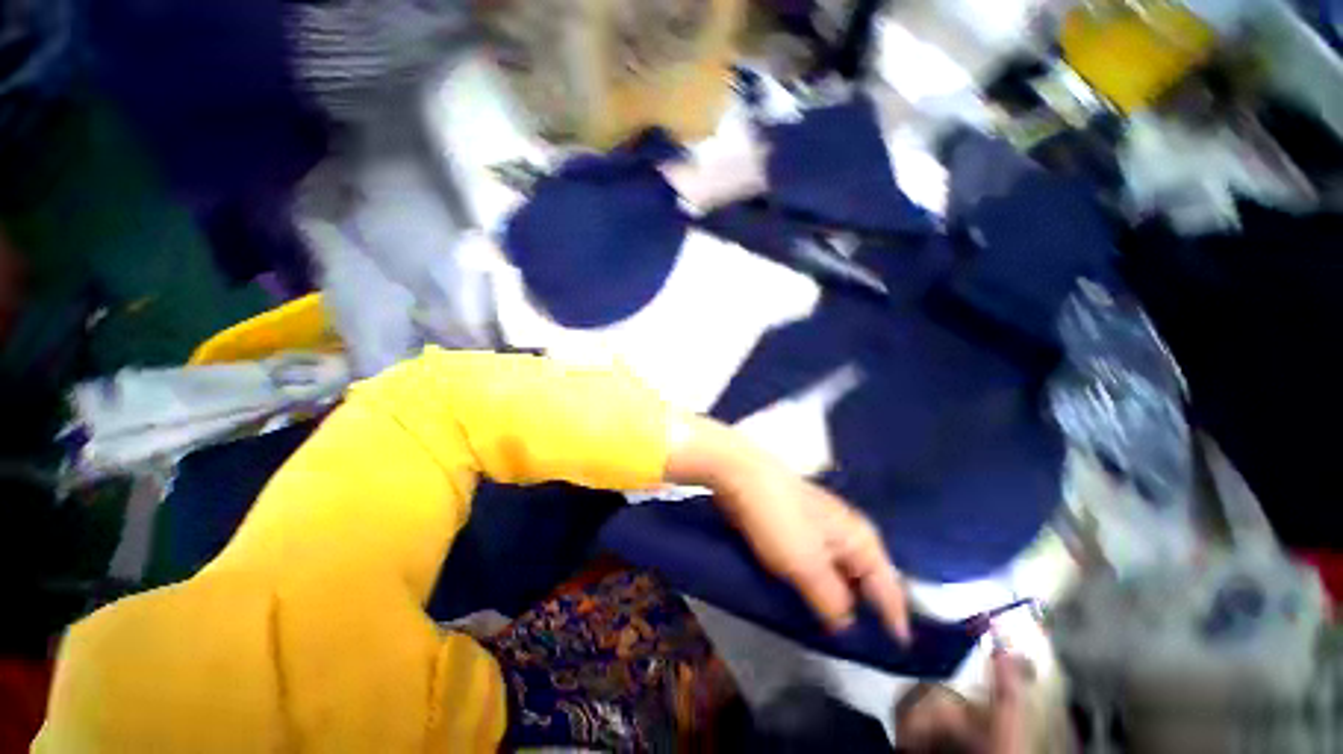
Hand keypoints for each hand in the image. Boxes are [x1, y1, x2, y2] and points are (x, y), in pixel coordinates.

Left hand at [665, 414, 908, 641]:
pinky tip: (806, 599)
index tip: (897, 651)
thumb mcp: (808, 566)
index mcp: (862, 540)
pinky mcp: (798, 527)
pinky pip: (816, 564)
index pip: (890, 588)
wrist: (743, 476)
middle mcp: (847, 534)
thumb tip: (847, 627)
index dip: (895, 620)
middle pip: (865, 581)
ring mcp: (821, 528)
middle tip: (860, 649)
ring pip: (839, 573)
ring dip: (837, 599)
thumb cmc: (780, 518)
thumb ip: (832, 601)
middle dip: (864, 613)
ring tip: (832, 631)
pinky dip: (815, 583)